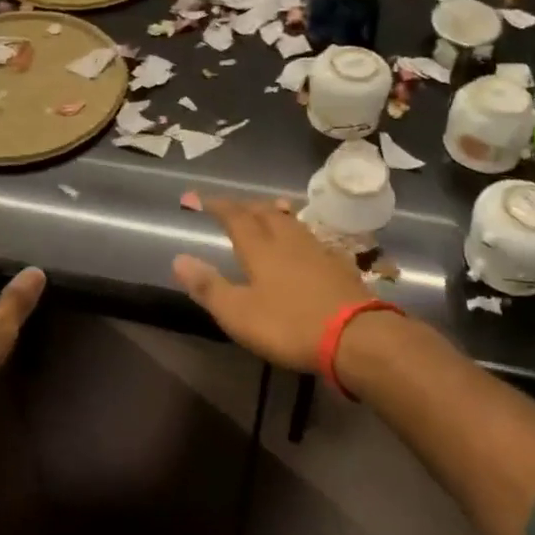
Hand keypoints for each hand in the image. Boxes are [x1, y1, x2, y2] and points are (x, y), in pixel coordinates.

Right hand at [172, 199, 373, 370]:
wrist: (357, 336)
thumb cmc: (289, 325)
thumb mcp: (239, 313)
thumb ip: (208, 286)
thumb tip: (178, 258)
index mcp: (260, 247)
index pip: (235, 215)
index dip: (216, 204)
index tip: (198, 198)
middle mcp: (287, 239)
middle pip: (265, 212)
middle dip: (245, 205)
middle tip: (232, 205)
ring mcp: (316, 250)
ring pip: (290, 221)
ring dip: (273, 212)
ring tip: (267, 209)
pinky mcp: (338, 265)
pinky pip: (310, 236)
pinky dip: (297, 231)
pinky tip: (302, 242)